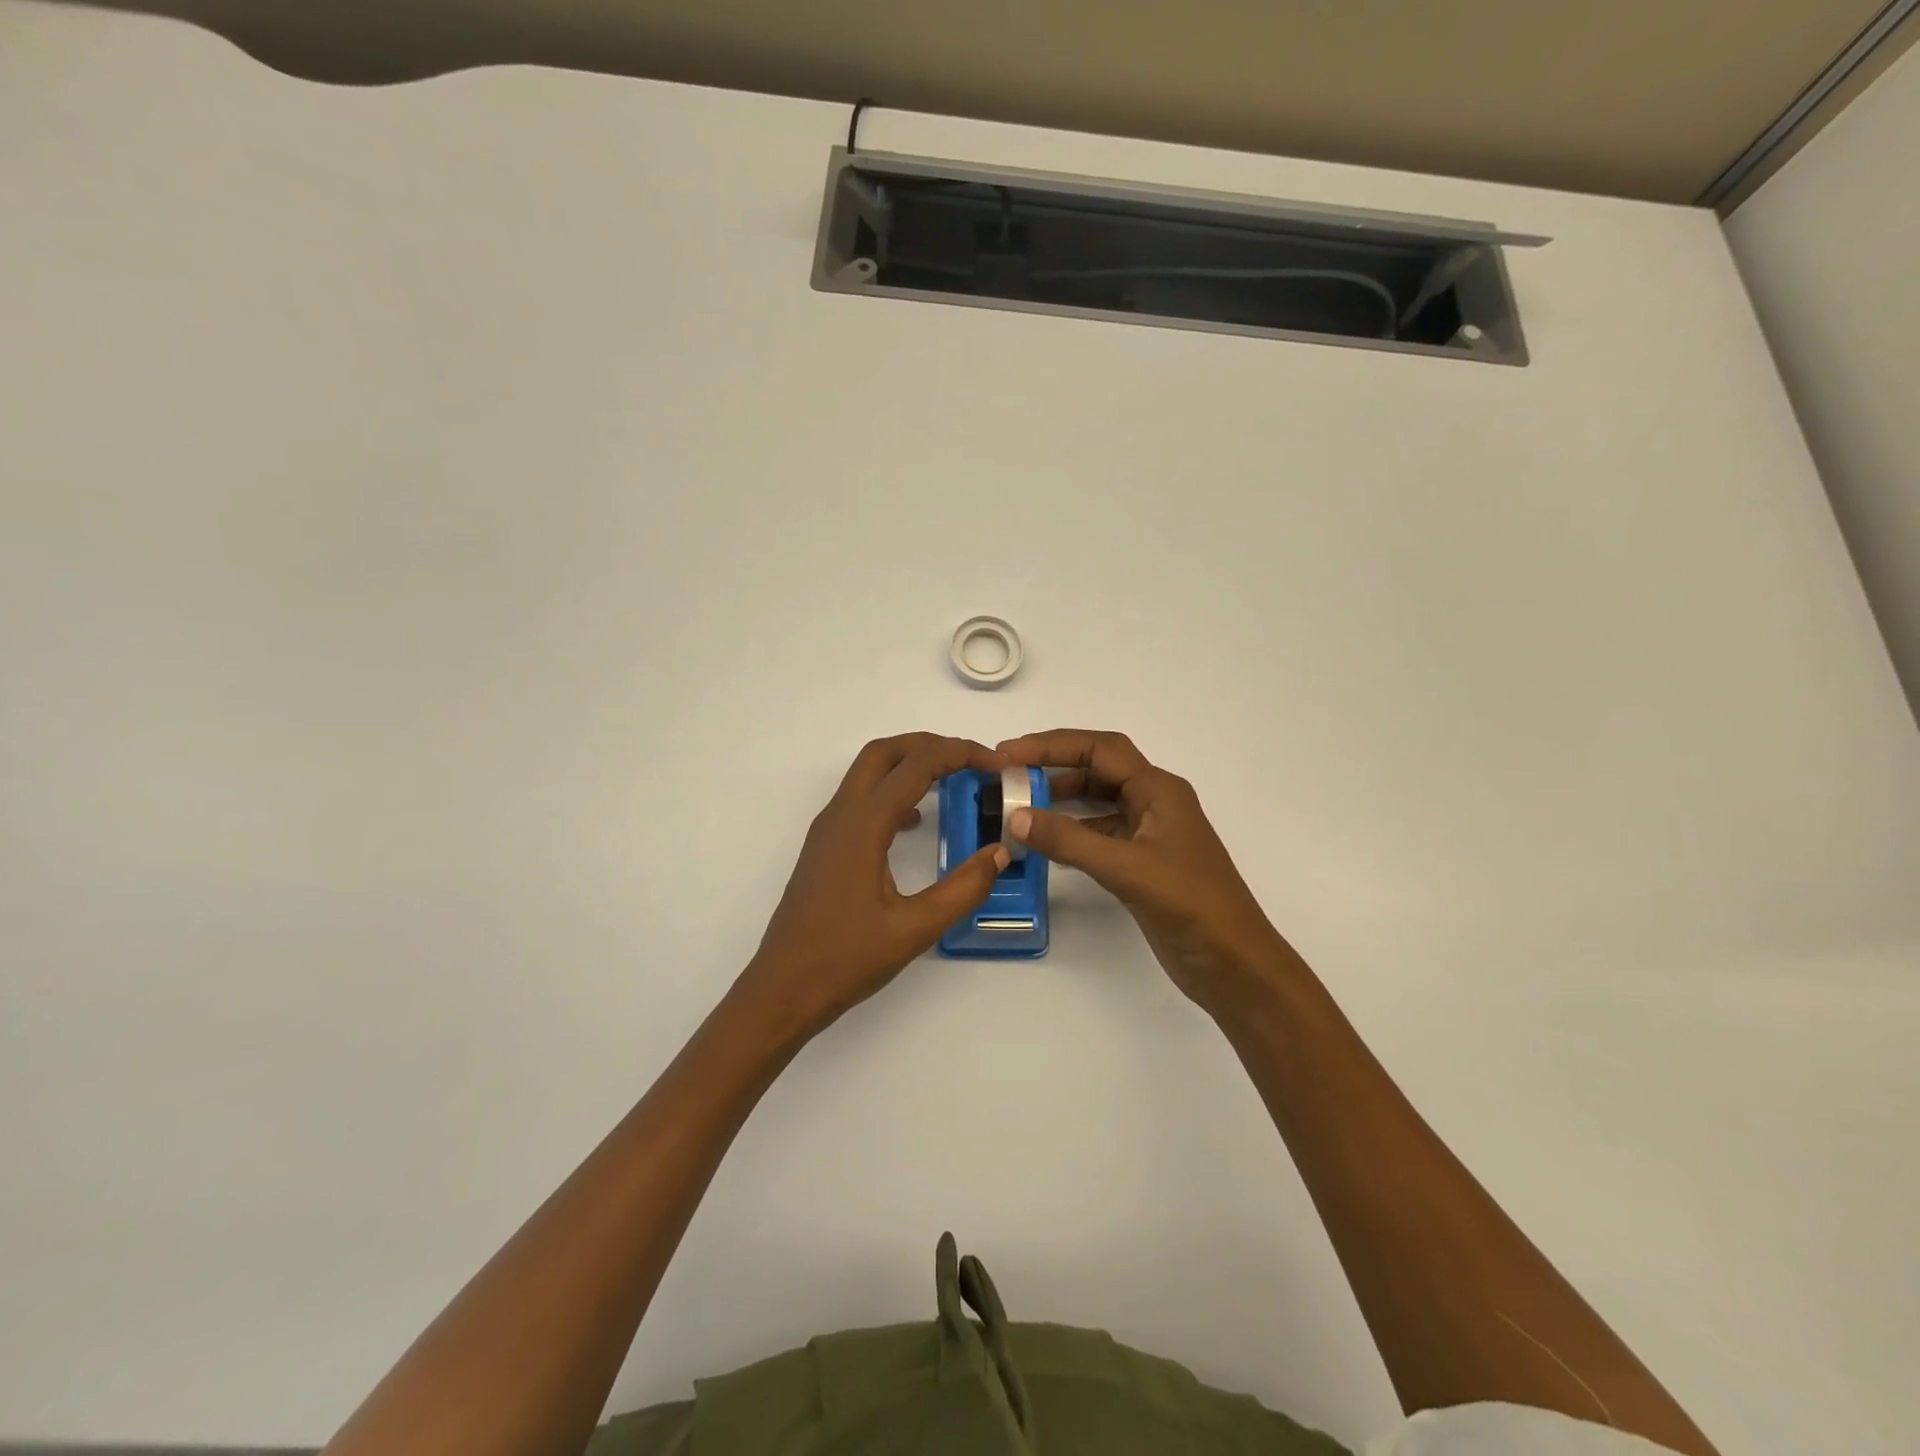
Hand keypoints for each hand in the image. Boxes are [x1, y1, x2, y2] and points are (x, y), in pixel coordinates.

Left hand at [738, 734, 1010, 1039]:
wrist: (782, 989)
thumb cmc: (845, 960)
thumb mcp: (914, 929)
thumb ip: (962, 889)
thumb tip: (999, 852)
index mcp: (862, 825)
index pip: (916, 765)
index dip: (960, 754)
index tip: (995, 764)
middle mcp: (840, 815)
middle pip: (885, 752)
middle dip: (930, 745)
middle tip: (972, 760)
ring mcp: (828, 830)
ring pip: (868, 773)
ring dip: (909, 765)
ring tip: (952, 780)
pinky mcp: (825, 848)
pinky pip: (861, 800)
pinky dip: (893, 792)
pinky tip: (917, 821)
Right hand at [997, 729, 1296, 1017]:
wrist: (1234, 964)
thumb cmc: (1191, 906)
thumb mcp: (1127, 868)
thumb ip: (1070, 840)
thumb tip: (1016, 816)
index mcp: (1159, 790)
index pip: (1100, 750)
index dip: (1052, 746)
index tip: (1009, 753)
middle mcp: (1154, 802)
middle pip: (1098, 769)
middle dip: (1054, 765)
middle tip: (1008, 772)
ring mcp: (1149, 833)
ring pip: (1097, 801)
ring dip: (1061, 798)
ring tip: (1019, 802)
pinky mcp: (1141, 862)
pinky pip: (1099, 832)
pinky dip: (1071, 831)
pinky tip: (1046, 841)